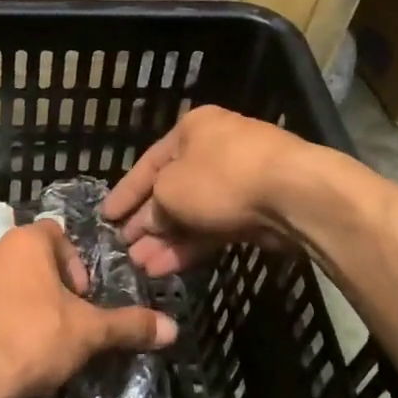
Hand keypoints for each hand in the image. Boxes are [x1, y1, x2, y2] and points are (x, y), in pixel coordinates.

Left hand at [0, 223, 175, 397]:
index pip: (56, 234)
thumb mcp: (89, 332)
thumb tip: (173, 328)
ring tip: (37, 337)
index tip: (83, 297)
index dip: (75, 264)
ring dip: (21, 300)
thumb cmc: (33, 338)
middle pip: (29, 258)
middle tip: (65, 318)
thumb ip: (129, 325)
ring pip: (2, 281)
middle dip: (49, 284)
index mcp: (24, 242)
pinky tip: (9, 350)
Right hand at [101, 106, 311, 276]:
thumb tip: (152, 223)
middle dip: (146, 223)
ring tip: (140, 267)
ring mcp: (237, 182)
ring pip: (192, 214)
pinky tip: (165, 267)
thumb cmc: (219, 178)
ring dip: (165, 240)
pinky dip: (189, 246)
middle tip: (123, 249)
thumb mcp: (169, 190)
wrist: (292, 194)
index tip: (105, 216)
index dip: (124, 193)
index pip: (148, 164)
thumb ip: (154, 208)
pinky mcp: (254, 211)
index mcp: (192, 130)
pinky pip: (212, 228)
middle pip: (171, 190)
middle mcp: (213, 151)